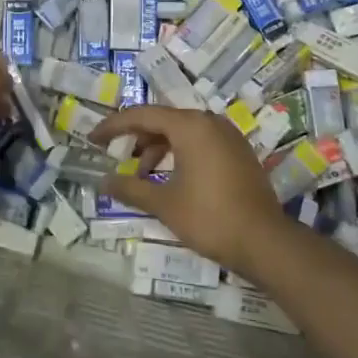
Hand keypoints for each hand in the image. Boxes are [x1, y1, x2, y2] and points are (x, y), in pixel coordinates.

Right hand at [89, 105, 293, 275]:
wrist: (265, 242)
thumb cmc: (209, 217)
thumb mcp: (163, 204)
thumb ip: (131, 188)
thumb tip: (103, 182)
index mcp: (190, 126)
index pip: (142, 115)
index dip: (113, 126)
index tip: (93, 138)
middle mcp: (209, 122)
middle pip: (163, 120)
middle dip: (136, 137)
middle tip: (115, 154)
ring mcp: (228, 136)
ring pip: (183, 132)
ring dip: (158, 148)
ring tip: (142, 175)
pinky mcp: (238, 152)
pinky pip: (200, 142)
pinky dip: (180, 154)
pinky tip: (170, 179)